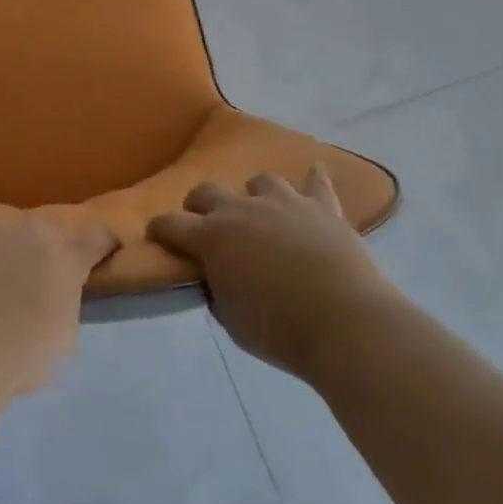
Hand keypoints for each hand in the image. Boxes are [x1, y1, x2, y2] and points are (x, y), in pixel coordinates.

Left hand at [0, 216, 118, 395]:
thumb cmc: (19, 355)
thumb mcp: (60, 341)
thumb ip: (62, 309)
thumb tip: (51, 305)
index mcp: (67, 258)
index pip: (98, 236)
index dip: (102, 244)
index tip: (102, 251)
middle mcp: (32, 232)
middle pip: (45, 234)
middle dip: (42, 253)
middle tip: (30, 286)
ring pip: (5, 237)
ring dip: (3, 255)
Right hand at [149, 167, 390, 379]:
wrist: (346, 324)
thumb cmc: (280, 330)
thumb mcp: (231, 320)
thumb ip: (217, 289)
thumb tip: (216, 275)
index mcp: (212, 238)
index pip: (171, 225)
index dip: (159, 229)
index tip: (156, 234)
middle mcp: (242, 210)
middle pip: (207, 192)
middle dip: (199, 206)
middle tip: (205, 224)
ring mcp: (284, 203)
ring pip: (260, 181)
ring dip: (254, 194)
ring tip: (260, 211)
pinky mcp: (323, 208)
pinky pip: (317, 183)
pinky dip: (314, 179)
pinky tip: (314, 172)